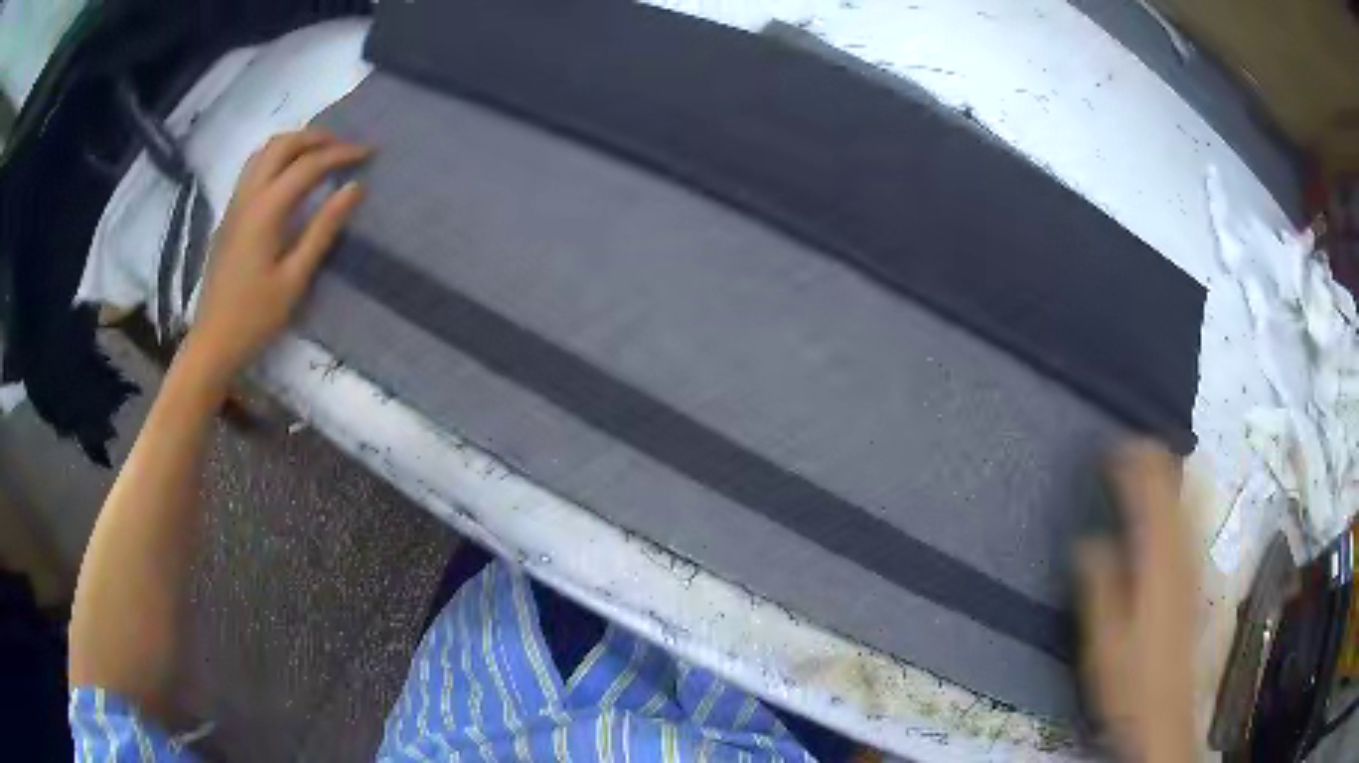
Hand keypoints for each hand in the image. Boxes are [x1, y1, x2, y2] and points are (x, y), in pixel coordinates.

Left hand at [185, 129, 370, 384]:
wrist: (212, 342)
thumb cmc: (255, 317)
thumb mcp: (295, 278)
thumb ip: (324, 229)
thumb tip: (354, 188)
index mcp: (266, 210)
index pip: (308, 165)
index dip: (341, 154)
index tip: (368, 154)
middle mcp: (248, 196)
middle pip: (283, 144)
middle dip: (317, 138)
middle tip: (345, 148)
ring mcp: (235, 203)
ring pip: (265, 151)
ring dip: (295, 144)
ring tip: (320, 155)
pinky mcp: (229, 215)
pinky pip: (254, 168)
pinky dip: (278, 158)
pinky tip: (290, 175)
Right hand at [1077, 441, 1196, 761]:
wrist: (1165, 714)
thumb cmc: (1129, 680)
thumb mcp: (1103, 641)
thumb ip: (1098, 586)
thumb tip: (1086, 540)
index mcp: (1158, 562)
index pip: (1150, 495)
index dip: (1132, 464)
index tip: (1109, 446)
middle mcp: (1183, 552)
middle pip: (1175, 487)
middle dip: (1154, 458)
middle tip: (1128, 443)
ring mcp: (1194, 563)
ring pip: (1189, 498)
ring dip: (1169, 472)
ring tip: (1149, 457)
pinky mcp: (1197, 577)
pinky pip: (1193, 518)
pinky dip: (1181, 496)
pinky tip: (1172, 500)